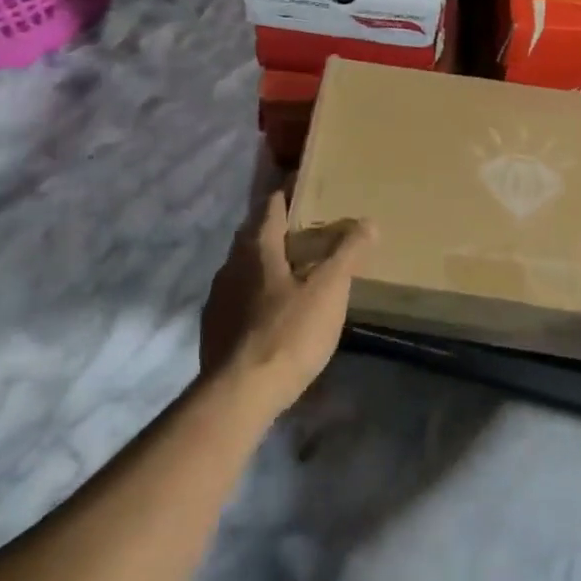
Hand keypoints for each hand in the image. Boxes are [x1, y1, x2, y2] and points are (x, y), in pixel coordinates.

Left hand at [200, 174, 374, 417]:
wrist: (239, 394)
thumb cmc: (288, 333)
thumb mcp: (328, 291)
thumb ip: (347, 253)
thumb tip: (367, 222)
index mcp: (256, 248)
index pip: (270, 206)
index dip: (286, 193)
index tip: (304, 187)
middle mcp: (230, 265)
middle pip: (253, 235)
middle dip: (277, 228)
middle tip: (307, 231)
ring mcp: (217, 298)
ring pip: (243, 268)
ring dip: (265, 264)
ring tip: (293, 272)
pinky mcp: (213, 328)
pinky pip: (237, 298)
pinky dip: (256, 294)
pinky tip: (273, 313)